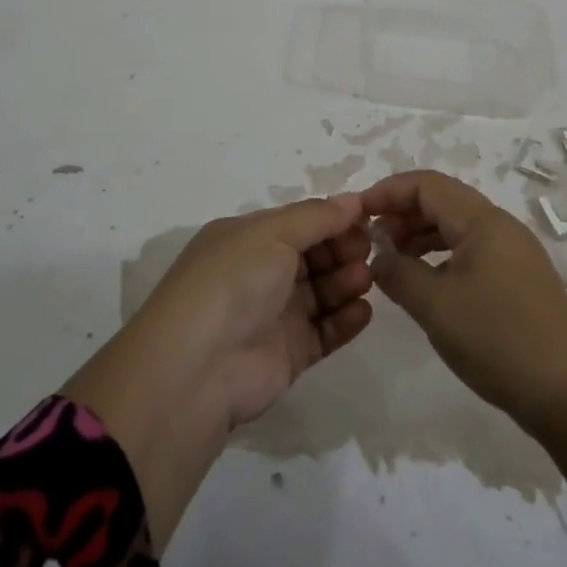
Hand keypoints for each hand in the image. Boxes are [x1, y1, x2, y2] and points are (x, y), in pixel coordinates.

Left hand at [61, 197, 373, 550]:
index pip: (299, 222)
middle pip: (314, 256)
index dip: (333, 220)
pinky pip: (325, 331)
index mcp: (247, 239)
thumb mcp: (272, 233)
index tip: (367, 219)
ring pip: (322, 292)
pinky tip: (364, 311)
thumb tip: (354, 200)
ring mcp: (274, 315)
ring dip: (347, 282)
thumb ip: (317, 216)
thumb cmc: (233, 281)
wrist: (198, 367)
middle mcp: (260, 273)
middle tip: (368, 250)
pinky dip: (346, 321)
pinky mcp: (288, 353)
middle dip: (343, 249)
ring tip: (365, 280)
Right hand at [362, 170, 566, 424]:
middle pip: (443, 202)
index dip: (388, 192)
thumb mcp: (436, 306)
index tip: (357, 214)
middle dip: (402, 214)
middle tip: (371, 241)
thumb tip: (380, 257)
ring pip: (457, 228)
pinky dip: (441, 258)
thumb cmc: (499, 340)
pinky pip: (471, 252)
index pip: (427, 185)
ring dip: (420, 237)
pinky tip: (426, 285)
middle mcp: (501, 227)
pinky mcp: (520, 282)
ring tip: (392, 263)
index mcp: (483, 221)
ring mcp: (514, 254)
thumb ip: (399, 274)